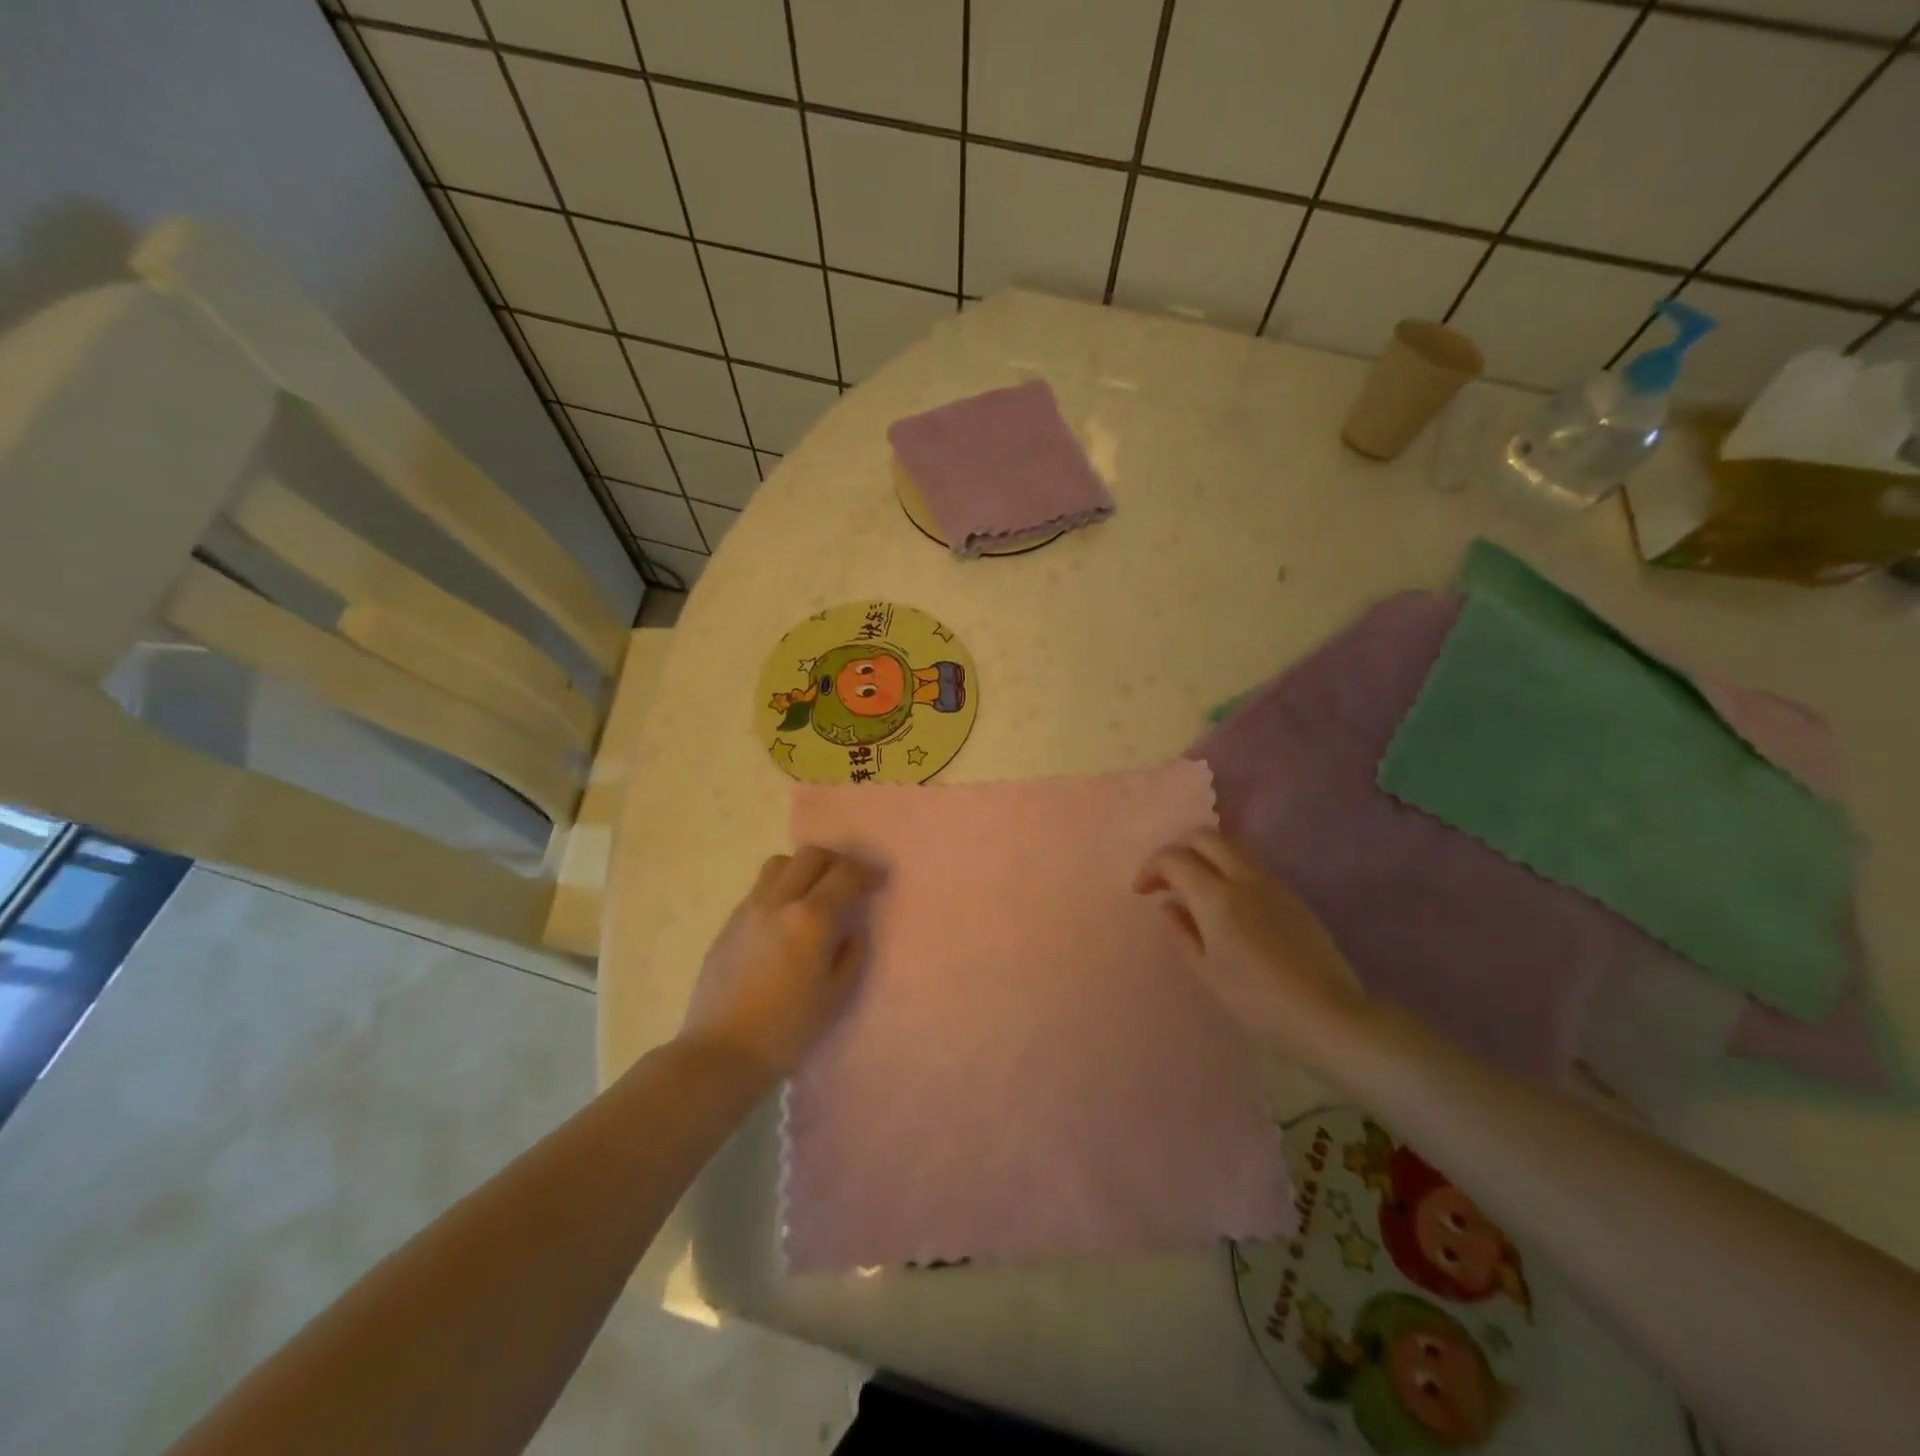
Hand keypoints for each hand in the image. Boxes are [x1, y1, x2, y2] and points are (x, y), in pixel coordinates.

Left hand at [679, 846, 878, 1083]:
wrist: (721, 1052)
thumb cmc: (788, 1030)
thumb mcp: (835, 996)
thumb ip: (851, 954)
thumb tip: (851, 930)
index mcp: (811, 919)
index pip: (845, 874)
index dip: (867, 873)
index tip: (879, 881)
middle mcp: (778, 902)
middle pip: (811, 856)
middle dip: (836, 862)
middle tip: (849, 883)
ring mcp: (749, 909)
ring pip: (780, 864)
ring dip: (804, 869)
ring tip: (814, 894)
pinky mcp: (729, 923)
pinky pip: (760, 888)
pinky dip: (781, 889)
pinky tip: (785, 918)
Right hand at [1133, 828, 1368, 1063]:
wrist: (1328, 1016)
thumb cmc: (1258, 1002)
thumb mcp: (1207, 972)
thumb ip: (1182, 932)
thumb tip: (1170, 905)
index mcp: (1217, 897)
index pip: (1174, 858)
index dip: (1151, 868)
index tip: (1142, 892)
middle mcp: (1244, 878)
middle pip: (1204, 836)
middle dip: (1177, 850)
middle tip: (1166, 881)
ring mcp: (1273, 883)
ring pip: (1230, 846)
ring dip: (1204, 856)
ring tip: (1194, 890)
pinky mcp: (1292, 895)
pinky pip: (1251, 865)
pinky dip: (1227, 869)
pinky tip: (1226, 903)